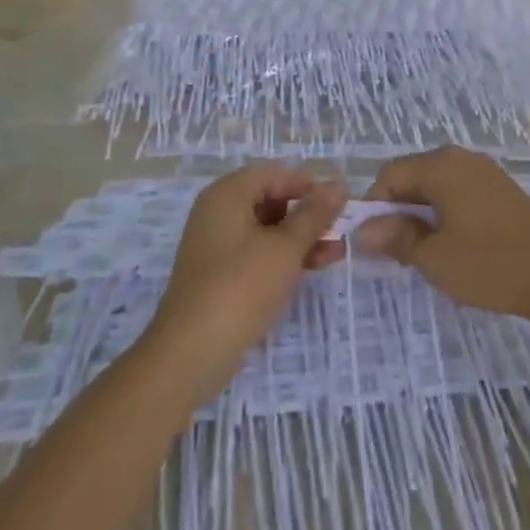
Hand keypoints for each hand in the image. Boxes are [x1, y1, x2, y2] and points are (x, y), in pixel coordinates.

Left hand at [144, 165, 346, 406]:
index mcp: (227, 194)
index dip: (308, 186)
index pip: (274, 175)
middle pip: (270, 201)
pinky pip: (256, 254)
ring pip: (266, 230)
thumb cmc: (240, 288)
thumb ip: (313, 216)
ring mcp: (216, 245)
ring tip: (336, 253)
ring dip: (300, 239)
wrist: (189, 355)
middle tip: (340, 231)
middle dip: (307, 215)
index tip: (338, 204)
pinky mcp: (218, 275)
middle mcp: (218, 212)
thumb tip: (337, 187)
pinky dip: (282, 258)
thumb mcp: (285, 249)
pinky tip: (310, 270)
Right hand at [351, 146, 529, 324]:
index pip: (390, 175)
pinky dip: (445, 213)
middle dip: (397, 210)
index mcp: (441, 165)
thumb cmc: (490, 264)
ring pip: (435, 185)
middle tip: (394, 252)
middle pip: (412, 176)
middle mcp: (460, 158)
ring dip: (421, 213)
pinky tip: (451, 245)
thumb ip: (396, 238)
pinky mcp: (500, 189)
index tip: (372, 243)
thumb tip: (363, 231)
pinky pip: (458, 192)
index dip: (373, 207)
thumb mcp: (434, 257)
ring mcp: (484, 171)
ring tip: (422, 252)